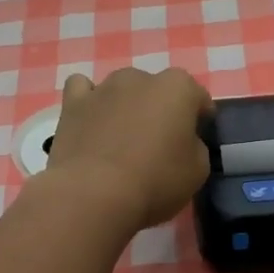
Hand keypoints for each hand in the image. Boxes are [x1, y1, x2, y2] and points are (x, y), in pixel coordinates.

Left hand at [41, 68, 213, 230]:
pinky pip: (83, 89)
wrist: (93, 194)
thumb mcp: (198, 171)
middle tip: (159, 143)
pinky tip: (92, 120)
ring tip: (123, 137)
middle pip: (158, 90)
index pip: (198, 97)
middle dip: (161, 110)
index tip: (197, 139)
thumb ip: (195, 146)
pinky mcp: (73, 103)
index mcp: (178, 88)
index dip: (200, 118)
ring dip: (127, 105)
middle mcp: (141, 77)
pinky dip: (90, 101)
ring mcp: (104, 87)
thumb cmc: (155, 181)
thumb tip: (183, 142)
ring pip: (122, 88)